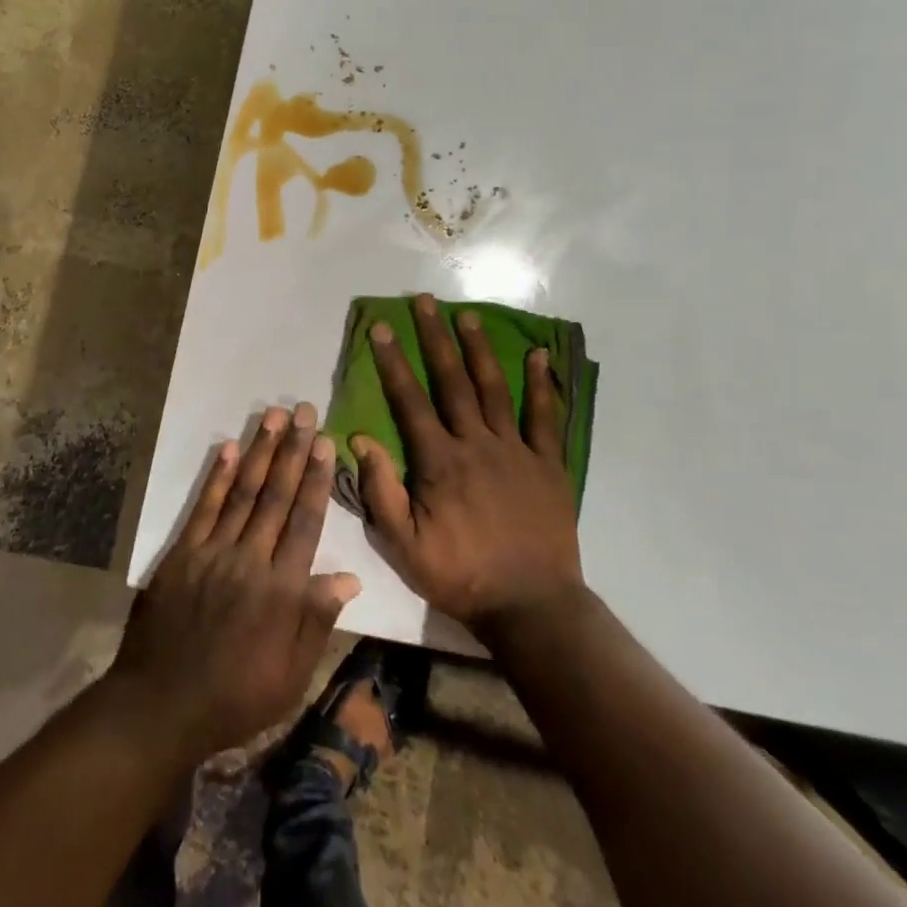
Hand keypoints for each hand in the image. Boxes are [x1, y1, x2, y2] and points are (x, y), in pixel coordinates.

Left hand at [109, 403, 360, 761]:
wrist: (160, 706)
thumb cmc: (235, 697)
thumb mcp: (291, 675)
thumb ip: (317, 621)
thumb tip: (349, 577)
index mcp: (282, 591)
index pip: (305, 522)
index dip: (317, 480)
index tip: (325, 444)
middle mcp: (251, 561)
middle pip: (276, 496)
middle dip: (293, 451)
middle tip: (305, 412)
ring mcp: (213, 553)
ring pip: (242, 492)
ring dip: (261, 452)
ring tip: (275, 416)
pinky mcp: (182, 554)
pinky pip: (203, 508)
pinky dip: (216, 476)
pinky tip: (229, 448)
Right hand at [355, 294, 586, 630]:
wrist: (530, 605)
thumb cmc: (460, 575)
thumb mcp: (404, 545)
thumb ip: (381, 491)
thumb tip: (359, 440)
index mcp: (440, 461)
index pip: (410, 401)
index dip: (393, 362)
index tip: (381, 328)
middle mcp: (477, 444)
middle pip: (452, 381)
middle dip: (435, 338)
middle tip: (424, 301)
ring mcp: (516, 450)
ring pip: (494, 388)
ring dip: (479, 349)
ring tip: (467, 315)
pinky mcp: (547, 464)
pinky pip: (546, 417)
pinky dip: (543, 385)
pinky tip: (540, 355)